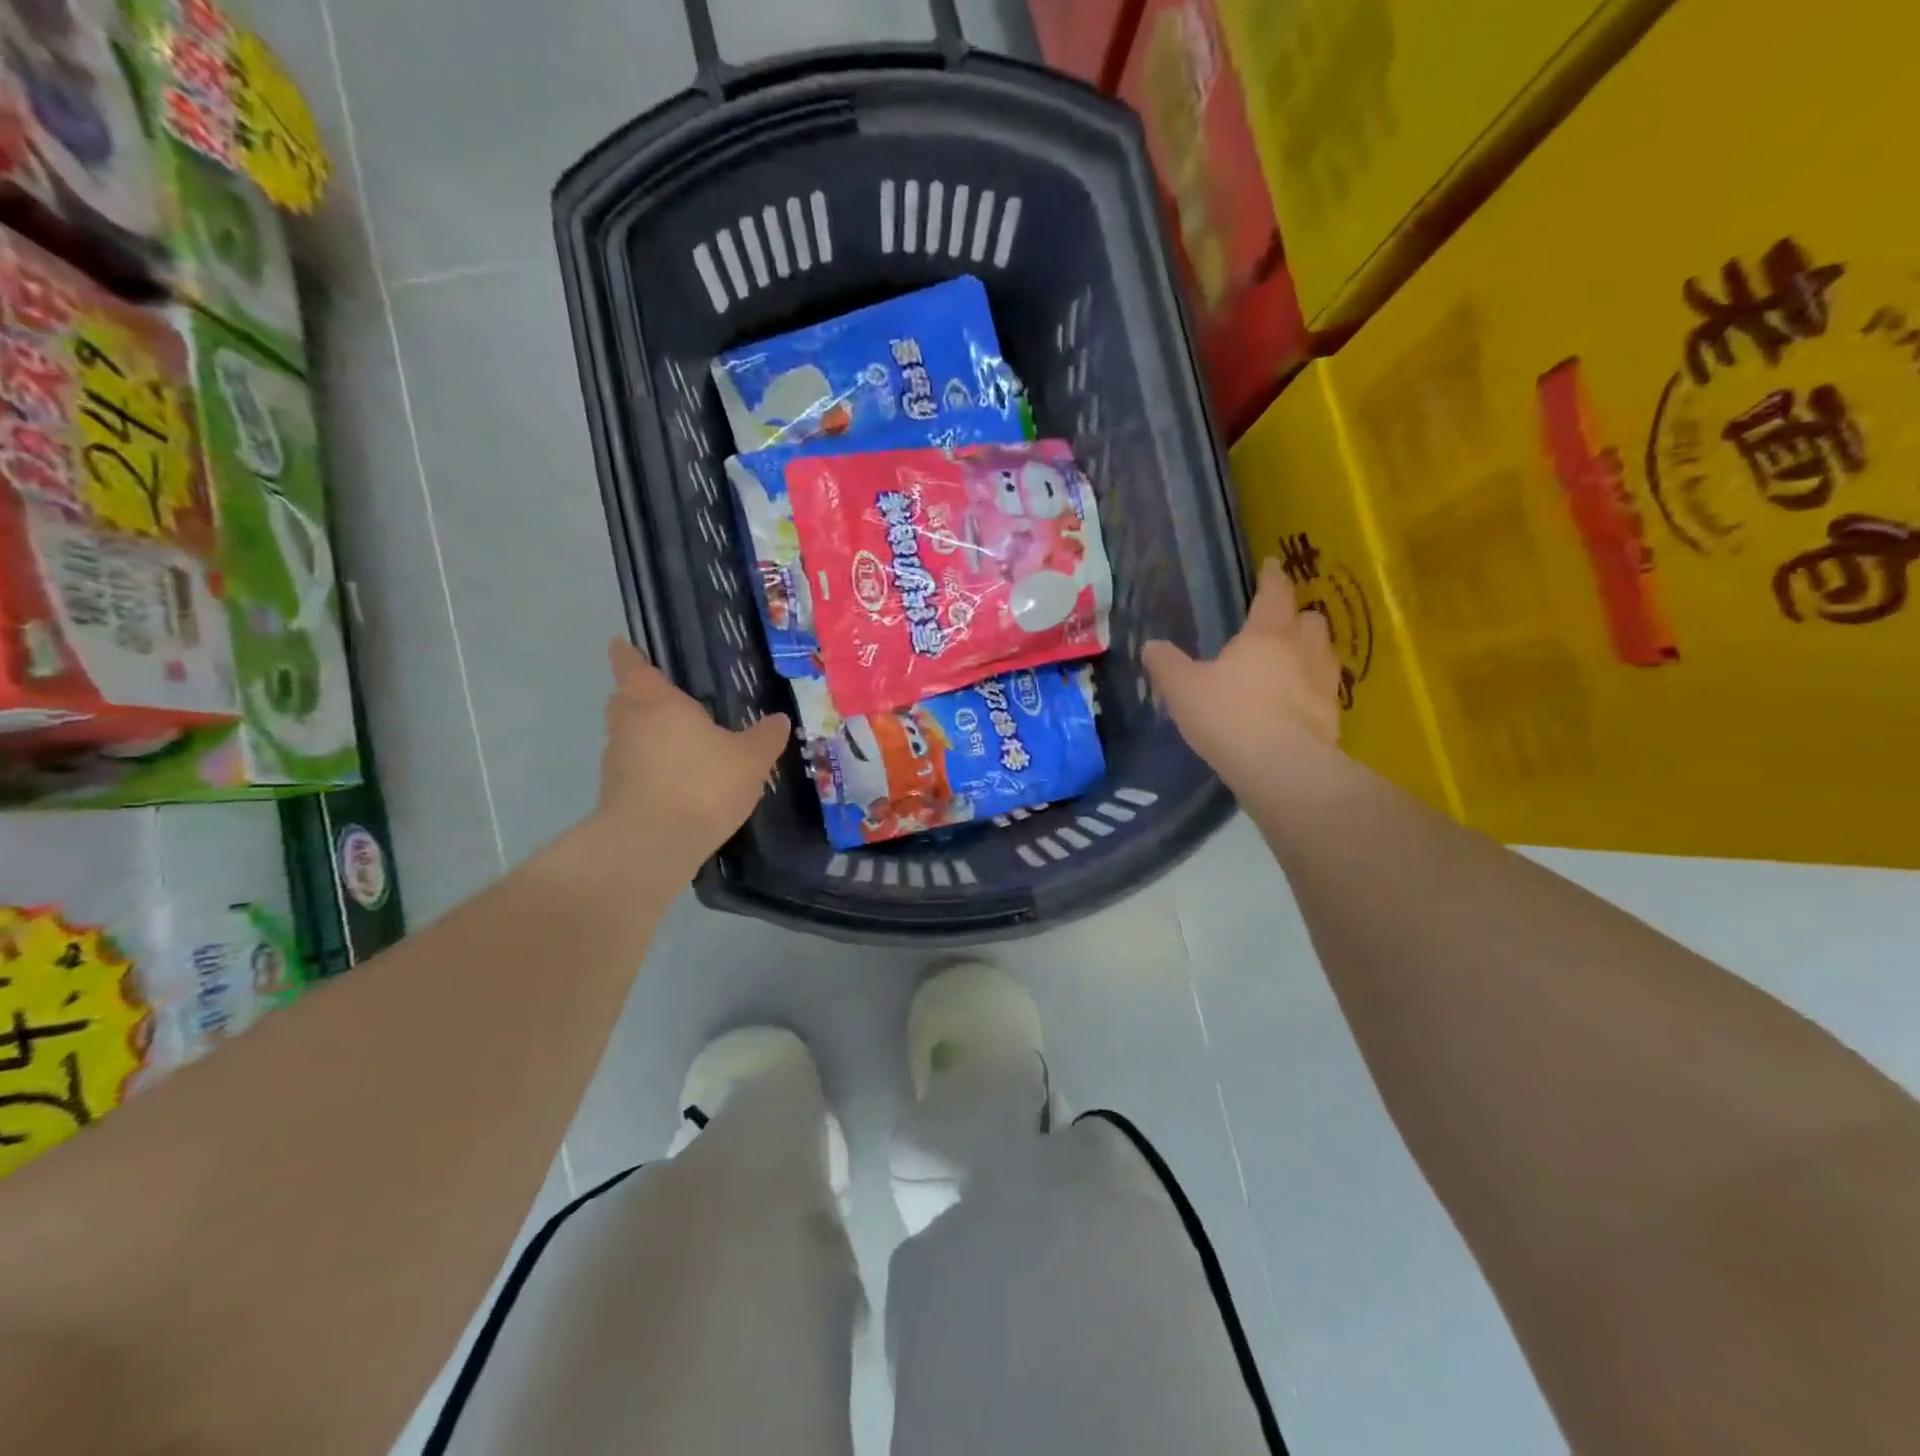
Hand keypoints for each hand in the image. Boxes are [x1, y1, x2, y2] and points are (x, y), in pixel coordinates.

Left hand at [595, 639, 789, 872]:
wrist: (652, 844)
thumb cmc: (702, 783)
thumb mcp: (750, 759)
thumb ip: (765, 737)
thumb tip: (779, 720)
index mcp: (656, 702)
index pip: (632, 666)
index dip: (628, 654)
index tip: (622, 644)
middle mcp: (629, 725)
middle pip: (625, 701)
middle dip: (640, 697)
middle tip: (669, 701)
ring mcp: (616, 762)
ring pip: (629, 737)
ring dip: (648, 737)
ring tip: (683, 746)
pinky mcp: (615, 795)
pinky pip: (635, 770)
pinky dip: (651, 769)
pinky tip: (680, 783)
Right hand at [1143, 558, 1342, 791]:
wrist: (1281, 767)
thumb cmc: (1229, 715)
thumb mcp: (1183, 689)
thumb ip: (1167, 665)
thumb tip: (1151, 645)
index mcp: (1266, 633)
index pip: (1274, 593)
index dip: (1271, 577)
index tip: (1270, 565)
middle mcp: (1303, 649)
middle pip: (1310, 619)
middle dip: (1297, 615)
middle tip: (1280, 623)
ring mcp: (1324, 683)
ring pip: (1324, 652)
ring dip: (1310, 650)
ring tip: (1292, 660)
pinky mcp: (1333, 716)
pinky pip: (1325, 690)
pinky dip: (1313, 688)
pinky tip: (1297, 702)